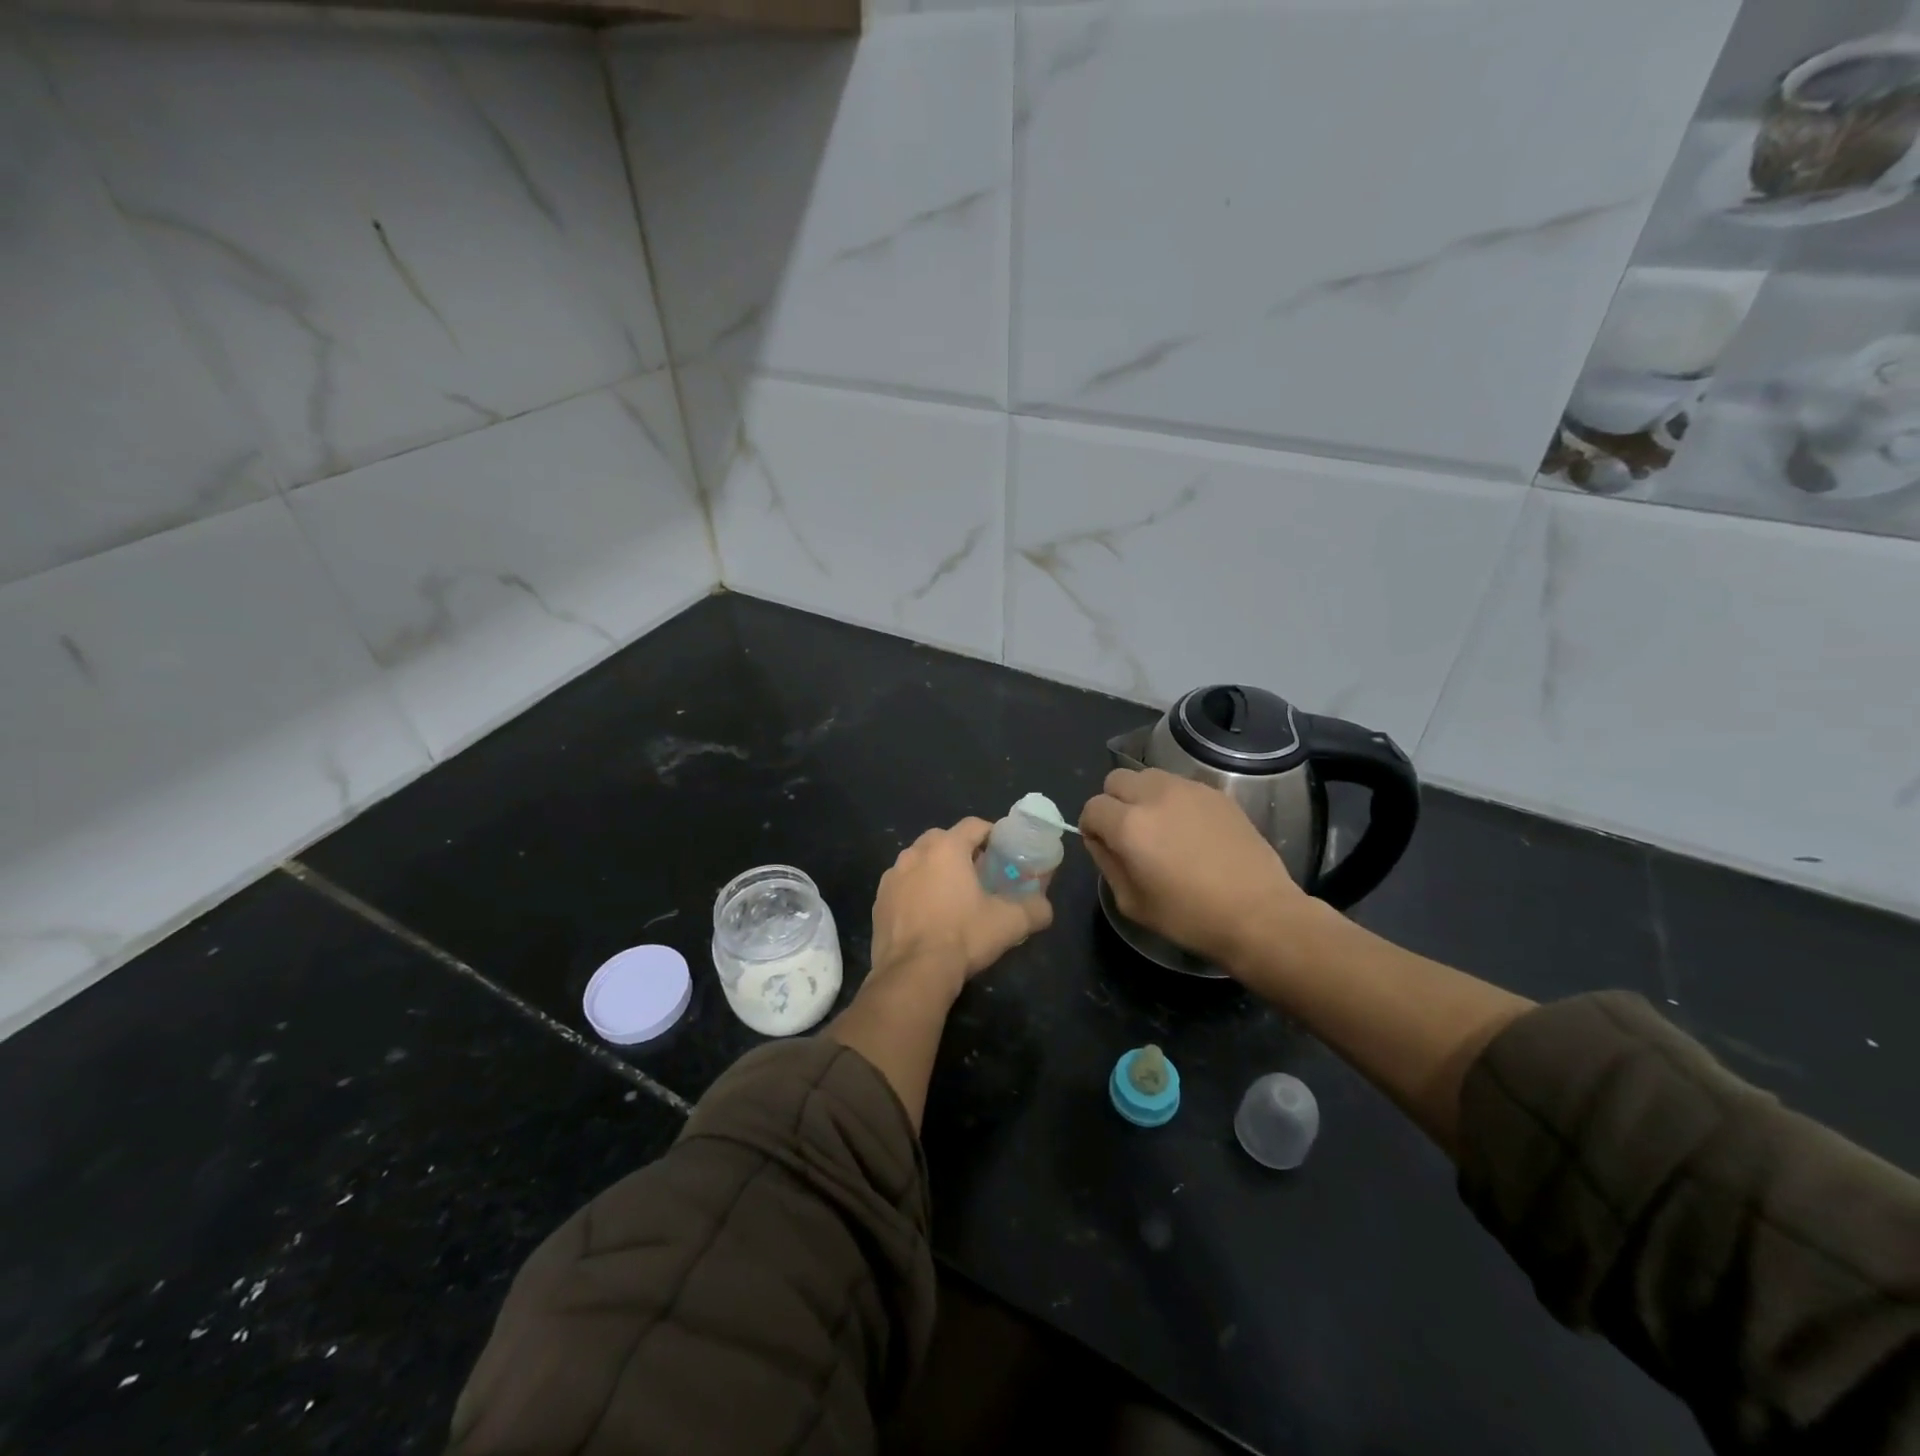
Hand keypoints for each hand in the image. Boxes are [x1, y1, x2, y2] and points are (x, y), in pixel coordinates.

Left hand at [868, 818, 1054, 1005]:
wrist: (913, 973)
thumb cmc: (963, 937)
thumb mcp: (1009, 923)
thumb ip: (1035, 909)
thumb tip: (1045, 908)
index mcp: (946, 848)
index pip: (974, 825)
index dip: (991, 834)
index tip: (1003, 851)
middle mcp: (915, 853)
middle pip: (943, 839)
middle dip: (961, 850)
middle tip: (979, 873)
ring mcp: (892, 876)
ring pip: (919, 861)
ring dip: (935, 870)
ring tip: (952, 895)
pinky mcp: (879, 901)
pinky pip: (902, 886)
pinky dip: (915, 891)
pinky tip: (927, 915)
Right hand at [1080, 768, 1308, 970]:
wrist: (1258, 914)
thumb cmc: (1190, 918)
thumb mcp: (1132, 903)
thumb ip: (1107, 863)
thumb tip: (1100, 840)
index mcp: (1129, 825)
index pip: (1092, 807)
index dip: (1092, 827)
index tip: (1104, 845)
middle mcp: (1155, 796)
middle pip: (1116, 779)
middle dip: (1113, 802)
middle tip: (1129, 832)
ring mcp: (1189, 789)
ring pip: (1148, 776)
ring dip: (1143, 796)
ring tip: (1160, 826)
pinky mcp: (1216, 793)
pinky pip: (1180, 785)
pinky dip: (1173, 800)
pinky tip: (1190, 830)